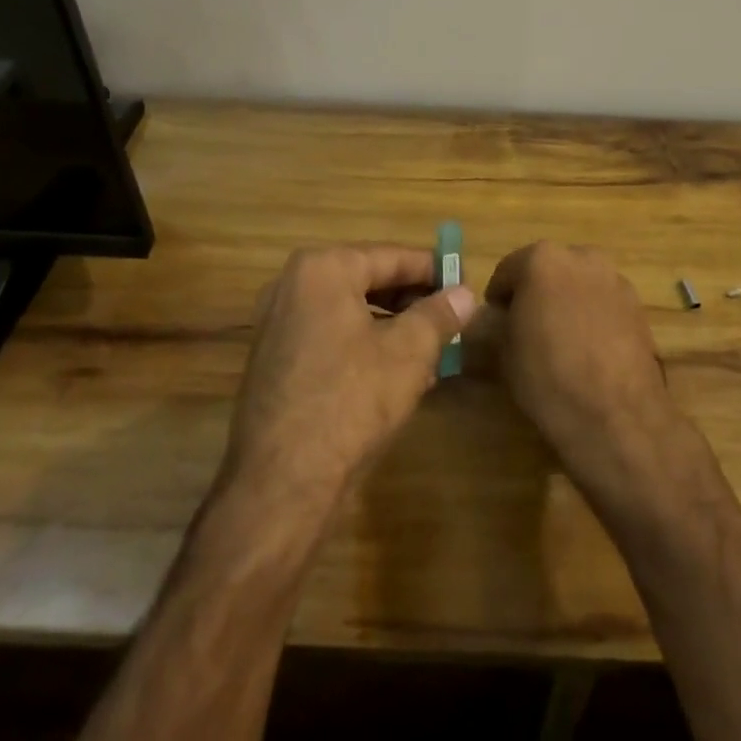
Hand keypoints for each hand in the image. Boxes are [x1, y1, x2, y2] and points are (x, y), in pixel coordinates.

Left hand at [223, 245, 475, 509]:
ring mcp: (278, 322)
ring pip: (350, 310)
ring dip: (392, 326)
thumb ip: (440, 314)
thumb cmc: (350, 401)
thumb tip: (466, 294)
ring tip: (432, 350)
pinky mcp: (275, 359)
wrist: (281, 484)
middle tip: (451, 319)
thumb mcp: (409, 353)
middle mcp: (293, 284)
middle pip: (368, 280)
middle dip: (412, 300)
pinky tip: (395, 373)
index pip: (392, 256)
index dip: (434, 270)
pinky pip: (330, 335)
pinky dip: (363, 344)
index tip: (466, 283)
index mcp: (323, 269)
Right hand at [479, 242, 691, 499]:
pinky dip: (592, 314)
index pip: (507, 270)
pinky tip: (589, 349)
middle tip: (527, 328)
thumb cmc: (549, 377)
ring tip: (562, 340)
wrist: (617, 416)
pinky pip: (603, 301)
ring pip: (578, 283)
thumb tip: (494, 316)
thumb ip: (496, 322)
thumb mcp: (504, 351)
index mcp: (542, 259)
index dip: (498, 299)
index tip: (496, 323)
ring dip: (566, 300)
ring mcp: (614, 278)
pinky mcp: (637, 304)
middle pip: (547, 269)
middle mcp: (581, 256)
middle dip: (536, 293)